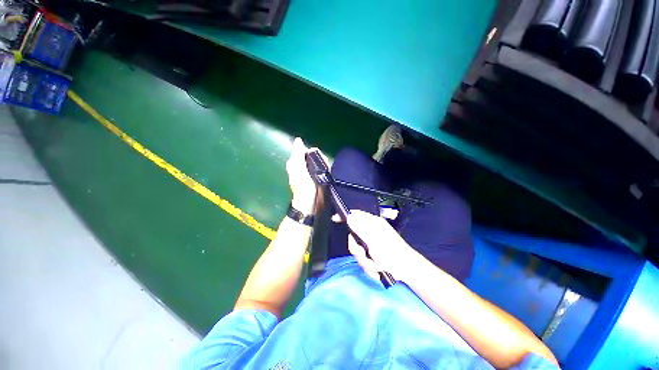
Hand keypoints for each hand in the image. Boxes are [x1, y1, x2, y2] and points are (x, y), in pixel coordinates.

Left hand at [286, 138, 326, 213]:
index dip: (313, 152)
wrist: (309, 203)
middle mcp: (300, 166)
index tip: (318, 157)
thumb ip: (298, 154)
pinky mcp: (314, 177)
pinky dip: (325, 169)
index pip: (305, 150)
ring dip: (323, 164)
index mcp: (294, 163)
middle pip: (312, 156)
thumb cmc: (303, 186)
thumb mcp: (299, 168)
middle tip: (323, 166)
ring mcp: (308, 172)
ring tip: (325, 171)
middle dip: (320, 159)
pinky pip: (321, 168)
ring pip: (318, 161)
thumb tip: (298, 139)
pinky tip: (326, 173)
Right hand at [345, 210, 415, 281]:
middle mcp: (371, 232)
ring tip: (376, 265)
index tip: (334, 218)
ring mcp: (371, 244)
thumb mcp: (374, 240)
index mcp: (373, 224)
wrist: (406, 271)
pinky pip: (363, 259)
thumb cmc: (392, 253)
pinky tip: (378, 269)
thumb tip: (349, 216)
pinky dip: (369, 266)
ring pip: (357, 250)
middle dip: (357, 250)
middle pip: (353, 237)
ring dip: (365, 261)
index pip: (355, 215)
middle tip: (363, 254)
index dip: (344, 216)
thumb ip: (360, 228)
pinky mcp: (372, 255)